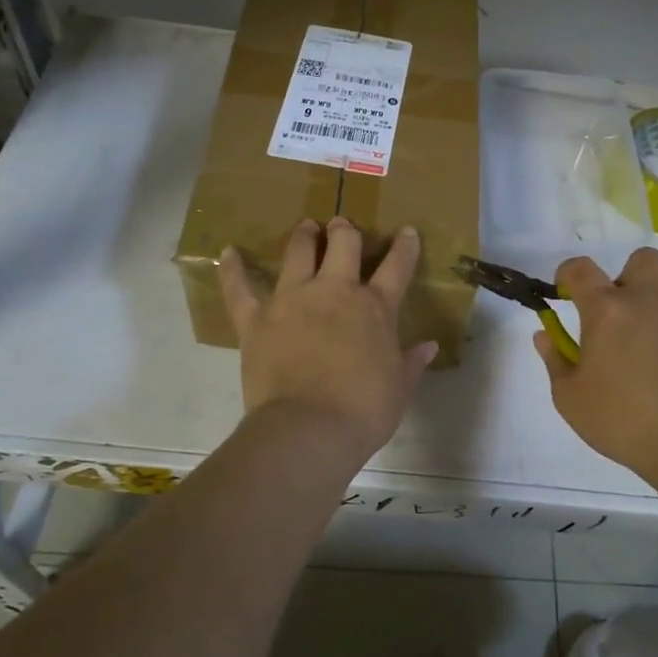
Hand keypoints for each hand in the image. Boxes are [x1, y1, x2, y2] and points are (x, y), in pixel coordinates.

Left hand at [219, 217, 438, 464]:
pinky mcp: (256, 319)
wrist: (309, 429)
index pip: (396, 267)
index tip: (406, 231)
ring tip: (306, 228)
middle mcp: (334, 291)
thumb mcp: (399, 388)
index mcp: (375, 307)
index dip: (404, 247)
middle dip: (345, 231)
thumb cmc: (363, 411)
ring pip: (298, 253)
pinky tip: (228, 252)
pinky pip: (240, 289)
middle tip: (343, 227)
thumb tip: (429, 346)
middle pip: (343, 244)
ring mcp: (292, 300)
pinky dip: (233, 269)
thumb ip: (412, 362)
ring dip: (304, 237)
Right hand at [537, 248, 657, 490]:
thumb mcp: (570, 399)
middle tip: (628, 311)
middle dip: (631, 278)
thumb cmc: (623, 424)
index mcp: (607, 308)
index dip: (568, 276)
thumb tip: (544, 334)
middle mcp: (652, 295)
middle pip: (641, 259)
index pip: (579, 268)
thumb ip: (555, 359)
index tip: (569, 292)